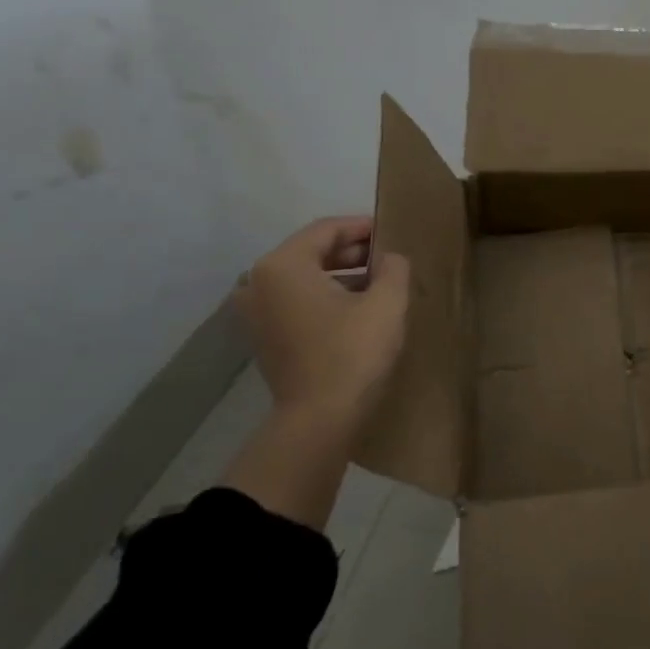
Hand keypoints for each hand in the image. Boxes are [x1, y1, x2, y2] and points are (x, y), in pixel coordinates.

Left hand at [235, 216, 410, 433]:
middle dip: (353, 251)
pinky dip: (325, 296)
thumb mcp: (387, 302)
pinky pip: (297, 301)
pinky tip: (357, 307)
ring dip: (341, 274)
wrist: (319, 421)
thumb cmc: (352, 353)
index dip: (363, 227)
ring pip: (305, 278)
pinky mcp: (264, 337)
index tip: (392, 231)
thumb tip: (390, 258)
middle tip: (388, 256)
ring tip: (379, 281)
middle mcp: (259, 282)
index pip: (327, 230)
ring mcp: (256, 312)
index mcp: (282, 265)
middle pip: (312, 251)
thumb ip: (393, 267)